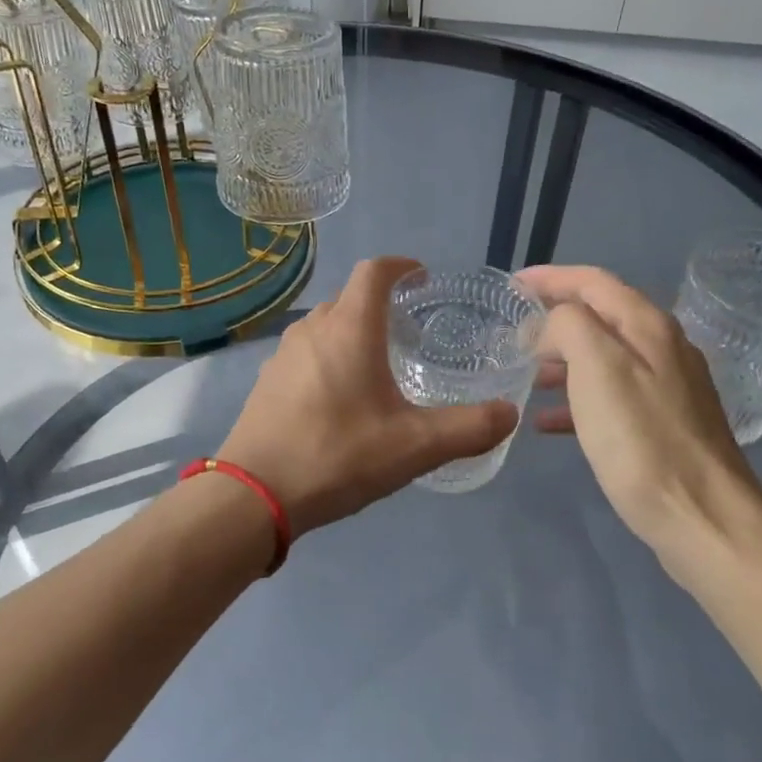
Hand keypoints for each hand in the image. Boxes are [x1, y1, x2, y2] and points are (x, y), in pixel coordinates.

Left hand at [217, 257, 519, 535]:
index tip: (421, 278)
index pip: (374, 271)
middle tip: (410, 329)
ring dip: (353, 330)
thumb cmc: (337, 456)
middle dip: (381, 302)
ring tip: (379, 362)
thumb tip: (509, 414)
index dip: (401, 266)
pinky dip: (330, 356)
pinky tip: (341, 396)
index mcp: (349, 329)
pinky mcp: (267, 381)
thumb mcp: (415, 447)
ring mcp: (283, 354)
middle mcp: (313, 329)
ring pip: (325, 325)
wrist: (253, 494)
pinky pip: (306, 352)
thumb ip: (468, 428)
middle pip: (350, 297)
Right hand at [515, 265, 761, 572]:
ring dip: (563, 360)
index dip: (550, 278)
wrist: (703, 517)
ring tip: (526, 376)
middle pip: (601, 317)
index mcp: (647, 326)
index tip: (512, 285)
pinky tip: (550, 421)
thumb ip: (569, 327)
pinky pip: (611, 397)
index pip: (593, 281)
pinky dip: (577, 399)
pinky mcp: (665, 425)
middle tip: (514, 335)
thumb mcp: (597, 368)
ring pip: (604, 358)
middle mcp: (663, 348)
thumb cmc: (642, 440)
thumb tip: (554, 326)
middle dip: (555, 319)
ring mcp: (669, 388)